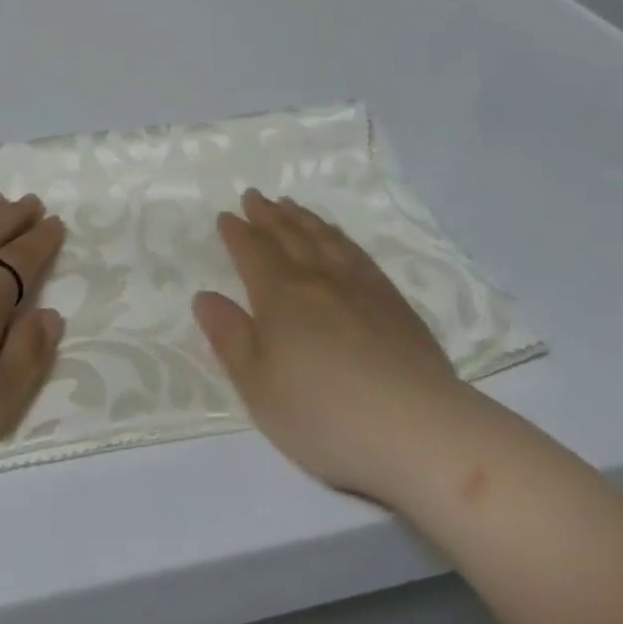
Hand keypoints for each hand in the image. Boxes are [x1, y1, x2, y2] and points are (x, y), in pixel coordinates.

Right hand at [192, 191, 470, 505]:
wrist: (418, 428)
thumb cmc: (325, 415)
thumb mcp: (259, 387)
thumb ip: (230, 338)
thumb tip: (204, 296)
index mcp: (280, 296)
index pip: (253, 253)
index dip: (237, 233)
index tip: (226, 216)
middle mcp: (318, 279)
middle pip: (287, 236)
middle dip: (267, 215)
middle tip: (254, 195)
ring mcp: (359, 286)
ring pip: (323, 238)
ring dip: (302, 218)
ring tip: (289, 205)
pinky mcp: (392, 301)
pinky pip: (357, 253)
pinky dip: (339, 237)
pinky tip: (337, 237)